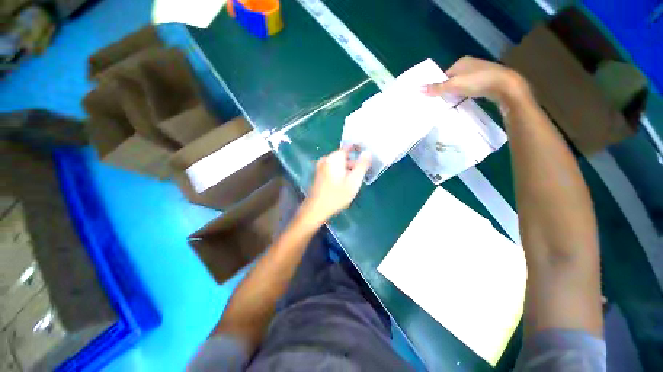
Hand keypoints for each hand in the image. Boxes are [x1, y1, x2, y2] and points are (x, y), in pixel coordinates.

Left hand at [301, 147, 370, 223]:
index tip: (366, 156)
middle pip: (344, 157)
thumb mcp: (354, 181)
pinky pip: (333, 169)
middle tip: (361, 174)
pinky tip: (344, 183)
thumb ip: (362, 166)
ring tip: (354, 181)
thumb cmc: (336, 196)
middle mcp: (326, 159)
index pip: (349, 147)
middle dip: (353, 163)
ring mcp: (321, 166)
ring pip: (339, 164)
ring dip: (347, 169)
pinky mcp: (319, 174)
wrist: (316, 209)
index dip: (359, 149)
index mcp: (334, 158)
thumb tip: (367, 152)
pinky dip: (340, 173)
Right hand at [421, 56, 530, 108]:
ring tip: (453, 102)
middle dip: (448, 89)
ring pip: (462, 83)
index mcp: (461, 61)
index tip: (436, 97)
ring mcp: (480, 71)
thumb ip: (437, 88)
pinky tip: (466, 99)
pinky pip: (471, 87)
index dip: (439, 85)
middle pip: (453, 79)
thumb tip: (419, 88)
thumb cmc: (477, 82)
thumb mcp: (453, 85)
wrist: (505, 86)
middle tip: (442, 101)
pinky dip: (466, 93)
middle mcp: (470, 64)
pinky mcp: (487, 80)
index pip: (444, 75)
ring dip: (457, 92)